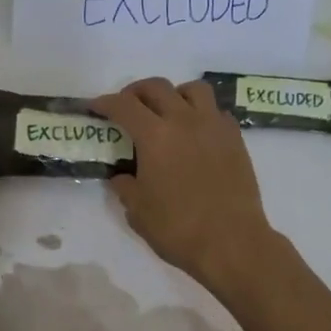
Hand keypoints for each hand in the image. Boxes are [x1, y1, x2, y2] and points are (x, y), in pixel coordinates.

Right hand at [91, 78, 280, 296]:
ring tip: (166, 111)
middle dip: (135, 92)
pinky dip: (201, 113)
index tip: (94, 107)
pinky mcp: (235, 139)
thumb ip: (125, 187)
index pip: (124, 106)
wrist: (232, 243)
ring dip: (174, 94)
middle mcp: (185, 120)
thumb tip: (121, 176)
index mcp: (155, 136)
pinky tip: (195, 133)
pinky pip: (216, 111)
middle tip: (126, 106)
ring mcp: (214, 126)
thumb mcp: (138, 211)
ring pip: (193, 89)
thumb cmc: (178, 228)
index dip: (104, 102)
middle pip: (157, 87)